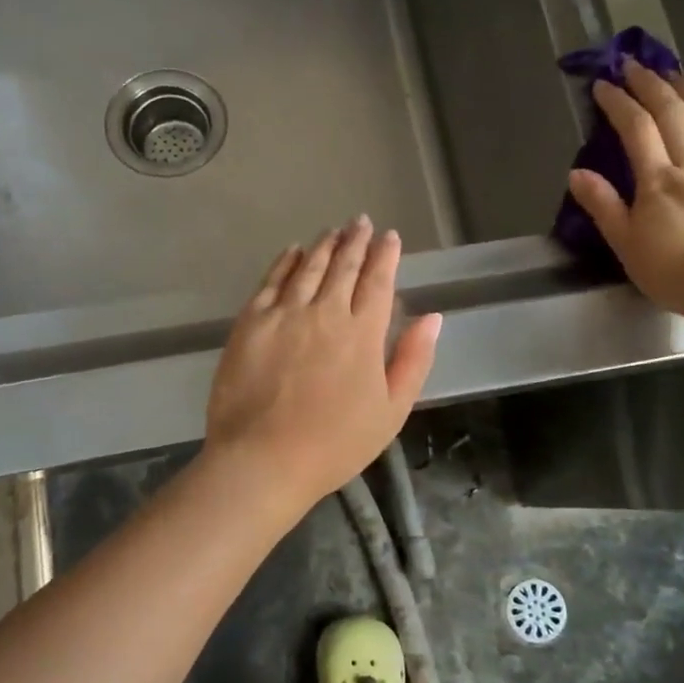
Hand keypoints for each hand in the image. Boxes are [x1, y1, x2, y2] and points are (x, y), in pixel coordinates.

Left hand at [204, 217, 441, 511]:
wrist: (262, 460)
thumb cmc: (334, 444)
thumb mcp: (391, 411)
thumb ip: (413, 360)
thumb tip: (432, 317)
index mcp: (363, 333)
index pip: (378, 281)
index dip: (385, 256)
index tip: (390, 237)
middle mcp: (325, 312)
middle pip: (344, 266)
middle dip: (356, 241)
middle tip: (361, 222)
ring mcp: (285, 313)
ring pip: (308, 266)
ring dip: (324, 245)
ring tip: (334, 230)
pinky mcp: (251, 322)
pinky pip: (271, 280)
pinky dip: (285, 261)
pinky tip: (292, 250)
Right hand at [567, 61, 683, 328]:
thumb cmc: (681, 275)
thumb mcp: (628, 248)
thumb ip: (604, 207)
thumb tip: (577, 173)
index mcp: (659, 180)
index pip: (636, 128)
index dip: (618, 102)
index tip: (603, 85)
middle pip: (674, 110)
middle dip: (650, 83)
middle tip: (634, 65)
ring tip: (676, 75)